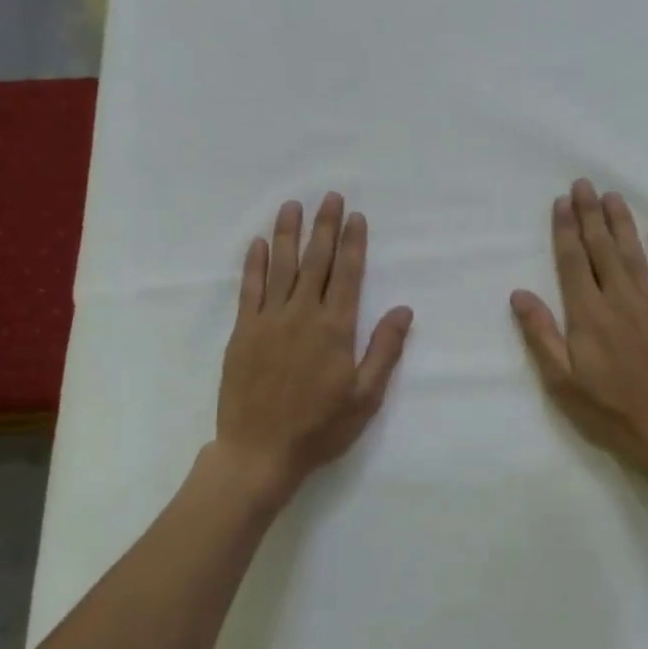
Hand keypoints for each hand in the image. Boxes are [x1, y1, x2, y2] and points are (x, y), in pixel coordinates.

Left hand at [215, 193, 412, 500]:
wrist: (260, 452)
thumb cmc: (320, 427)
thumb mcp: (365, 396)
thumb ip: (384, 349)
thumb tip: (404, 309)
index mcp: (335, 329)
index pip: (348, 274)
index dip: (352, 243)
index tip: (355, 216)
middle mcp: (302, 315)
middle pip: (316, 261)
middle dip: (324, 227)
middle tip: (329, 196)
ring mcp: (269, 321)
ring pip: (281, 267)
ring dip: (288, 234)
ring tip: (293, 206)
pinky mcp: (243, 332)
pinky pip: (250, 289)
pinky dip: (255, 264)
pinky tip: (259, 243)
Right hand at [510, 179, 647, 481]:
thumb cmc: (609, 412)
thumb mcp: (562, 383)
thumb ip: (541, 335)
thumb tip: (519, 293)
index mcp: (588, 315)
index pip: (572, 262)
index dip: (565, 230)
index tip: (561, 202)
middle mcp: (620, 300)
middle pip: (602, 249)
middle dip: (590, 214)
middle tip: (584, 185)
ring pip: (635, 253)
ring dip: (622, 223)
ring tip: (612, 196)